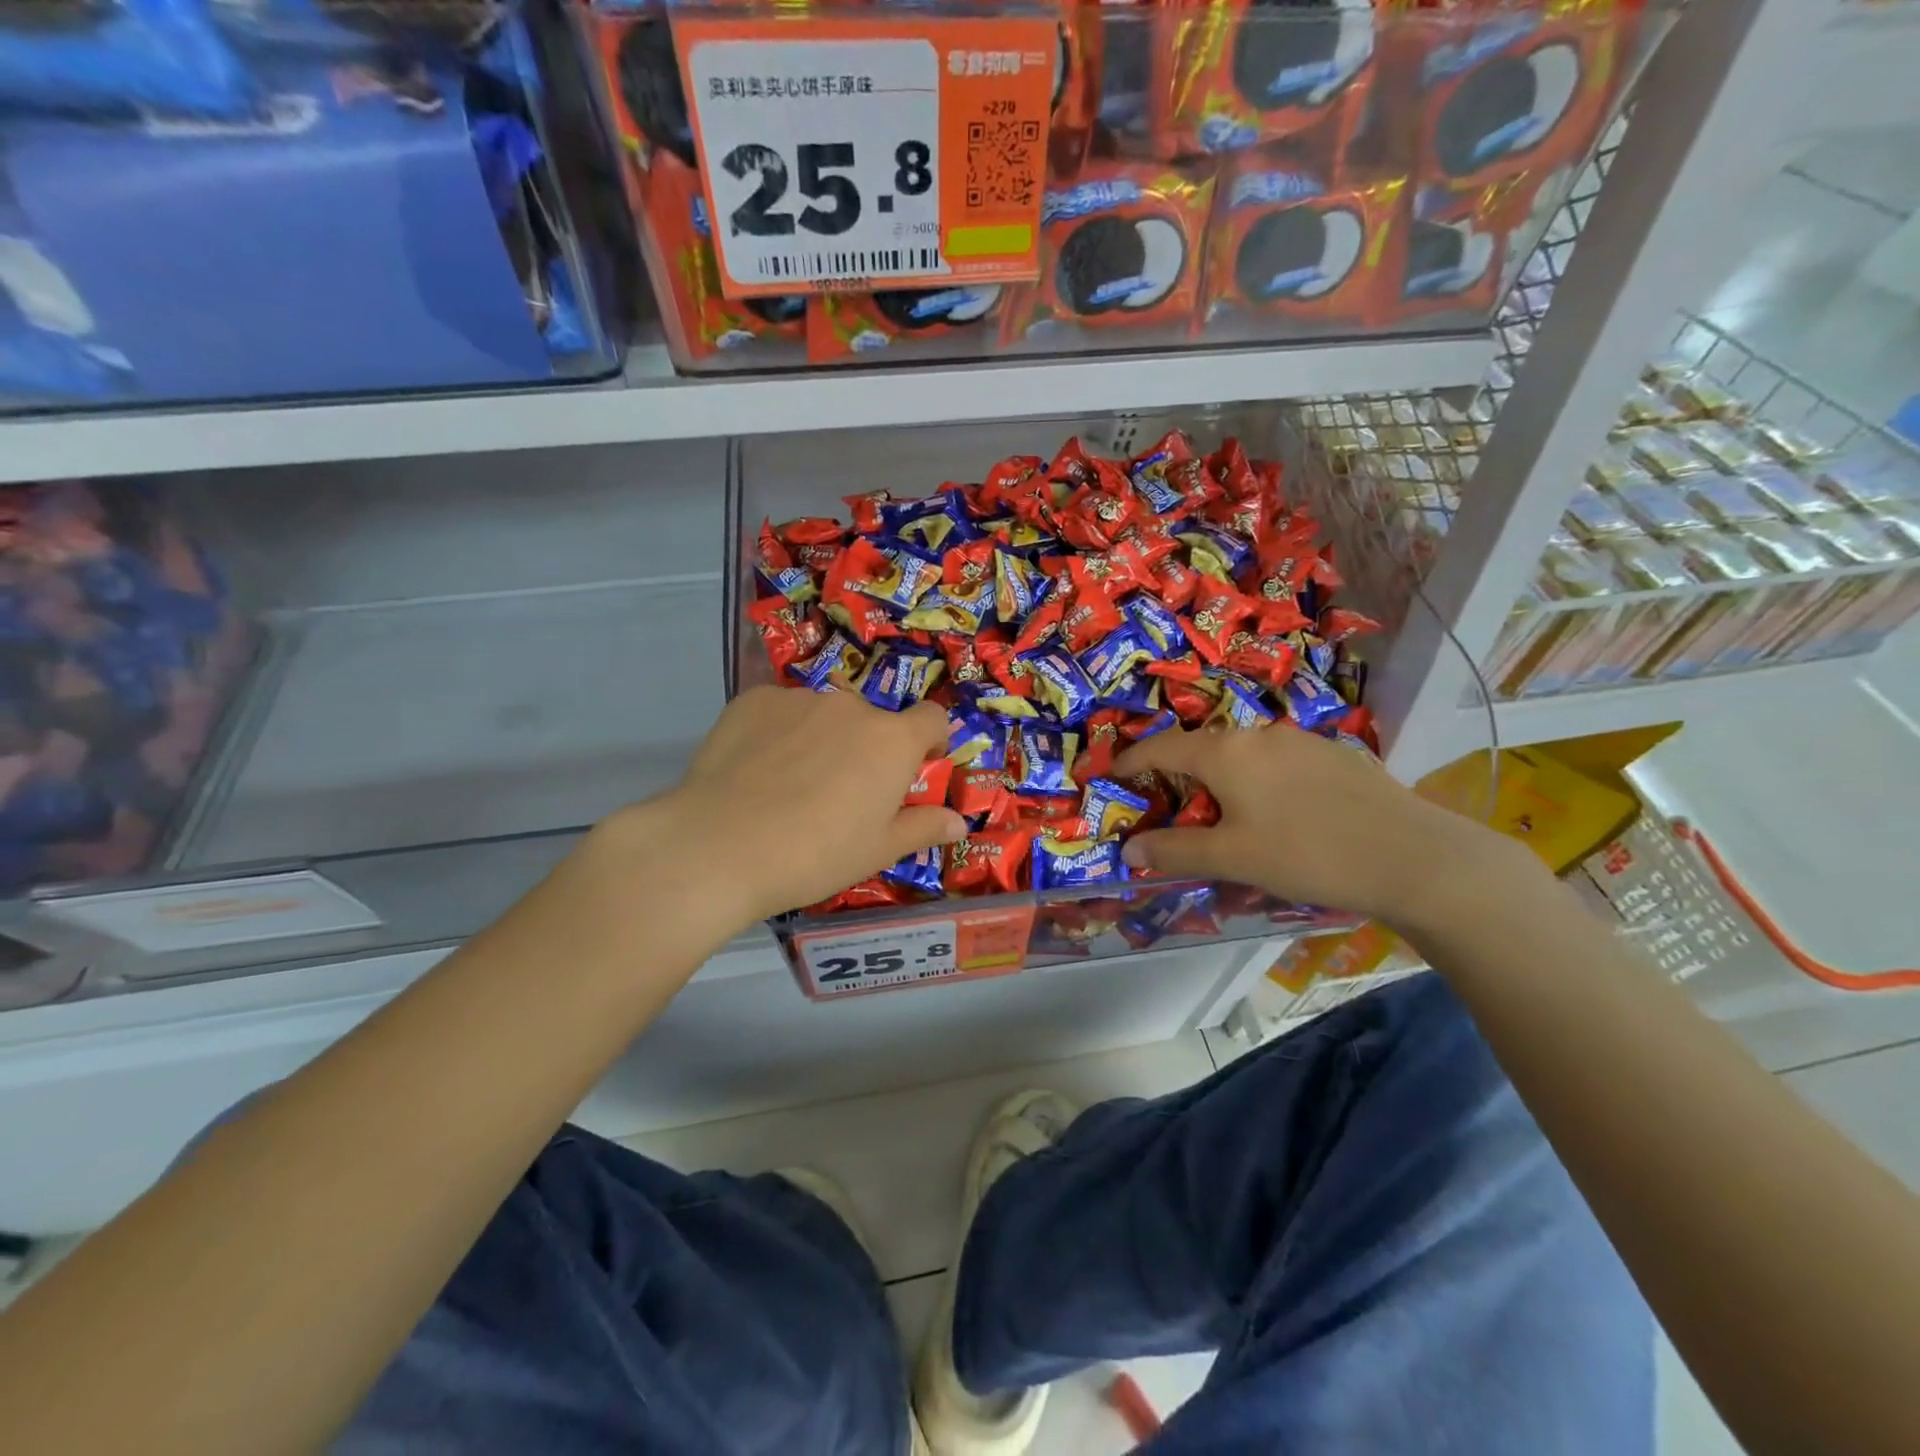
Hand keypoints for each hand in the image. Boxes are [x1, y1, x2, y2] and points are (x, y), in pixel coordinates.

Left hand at [653, 686, 965, 923]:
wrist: (720, 846)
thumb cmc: (815, 854)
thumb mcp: (877, 851)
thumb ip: (922, 828)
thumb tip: (959, 822)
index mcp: (892, 740)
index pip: (933, 718)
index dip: (931, 741)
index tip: (915, 768)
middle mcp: (851, 706)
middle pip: (873, 721)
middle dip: (867, 748)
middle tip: (841, 792)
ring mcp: (799, 698)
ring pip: (824, 715)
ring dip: (822, 738)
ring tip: (789, 784)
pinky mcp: (753, 700)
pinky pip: (780, 712)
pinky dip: (779, 733)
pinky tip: (755, 771)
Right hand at [1112, 724, 1516, 928]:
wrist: (1414, 857)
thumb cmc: (1309, 854)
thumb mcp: (1234, 858)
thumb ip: (1175, 851)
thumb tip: (1129, 849)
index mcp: (1226, 752)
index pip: (1161, 747)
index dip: (1130, 760)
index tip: (1111, 775)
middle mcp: (1258, 734)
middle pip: (1200, 748)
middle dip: (1174, 774)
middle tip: (1164, 806)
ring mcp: (1299, 740)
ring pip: (1239, 754)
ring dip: (1216, 778)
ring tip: (1217, 814)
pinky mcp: (1331, 754)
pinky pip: (1273, 761)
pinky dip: (1252, 780)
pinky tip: (1272, 813)